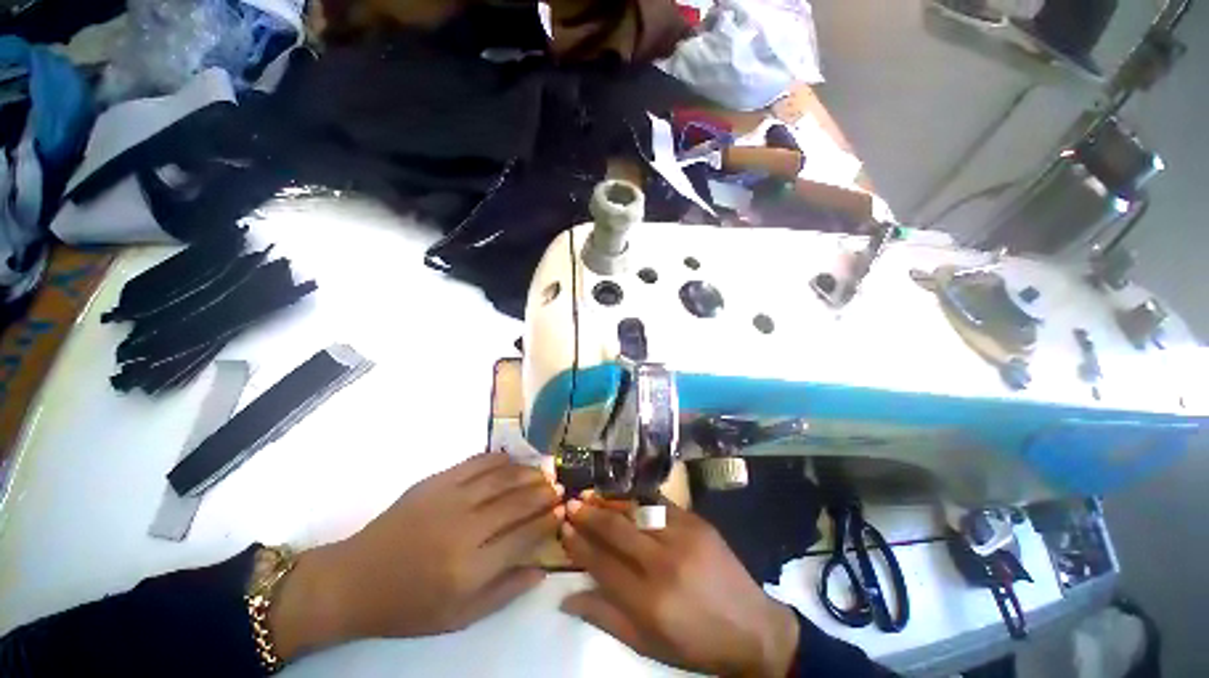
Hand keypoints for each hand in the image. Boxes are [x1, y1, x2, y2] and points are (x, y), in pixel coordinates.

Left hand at [272, 453, 562, 657]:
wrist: (356, 579)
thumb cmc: (409, 606)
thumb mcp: (459, 617)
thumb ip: (505, 592)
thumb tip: (542, 568)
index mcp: (470, 568)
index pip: (524, 537)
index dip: (547, 521)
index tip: (562, 511)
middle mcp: (465, 529)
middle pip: (517, 503)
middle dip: (544, 493)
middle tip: (559, 488)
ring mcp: (450, 499)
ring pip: (502, 478)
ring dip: (527, 473)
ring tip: (543, 472)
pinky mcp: (436, 481)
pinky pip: (477, 462)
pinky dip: (500, 459)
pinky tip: (512, 461)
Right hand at [560, 497, 799, 677]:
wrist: (752, 627)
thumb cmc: (696, 644)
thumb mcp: (648, 644)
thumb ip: (606, 617)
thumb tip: (567, 597)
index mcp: (649, 600)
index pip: (602, 564)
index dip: (579, 545)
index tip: (563, 530)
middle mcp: (663, 562)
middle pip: (616, 530)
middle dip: (589, 515)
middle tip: (571, 504)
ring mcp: (683, 536)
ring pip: (636, 511)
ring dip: (610, 502)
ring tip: (592, 496)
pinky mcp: (697, 522)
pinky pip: (660, 505)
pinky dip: (638, 500)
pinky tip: (625, 497)